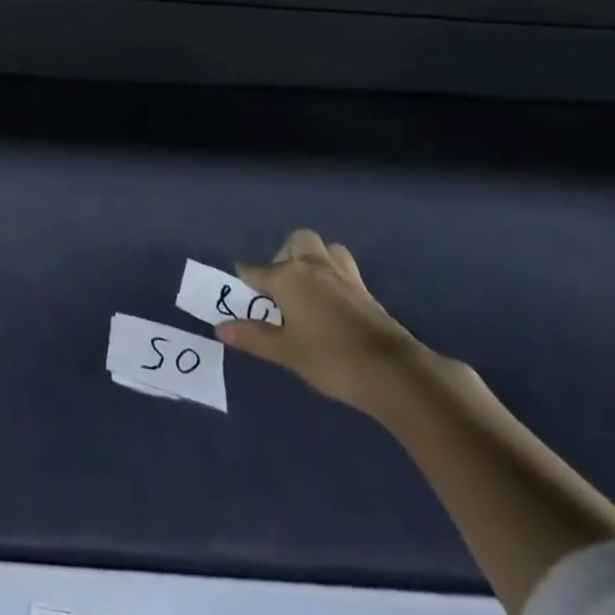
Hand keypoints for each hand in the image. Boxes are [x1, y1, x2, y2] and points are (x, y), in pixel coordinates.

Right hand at [216, 228, 427, 417]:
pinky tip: (333, 301)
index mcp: (288, 276)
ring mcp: (343, 275)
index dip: (246, 280)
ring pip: (325, 248)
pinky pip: (344, 268)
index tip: (243, 292)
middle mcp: (313, 266)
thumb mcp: (286, 352)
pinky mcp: (365, 290)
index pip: (255, 270)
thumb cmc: (330, 359)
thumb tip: (220, 328)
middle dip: (285, 256)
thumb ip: (253, 337)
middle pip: (296, 242)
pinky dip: (334, 276)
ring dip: (314, 258)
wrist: (394, 373)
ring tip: (309, 287)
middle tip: (282, 288)